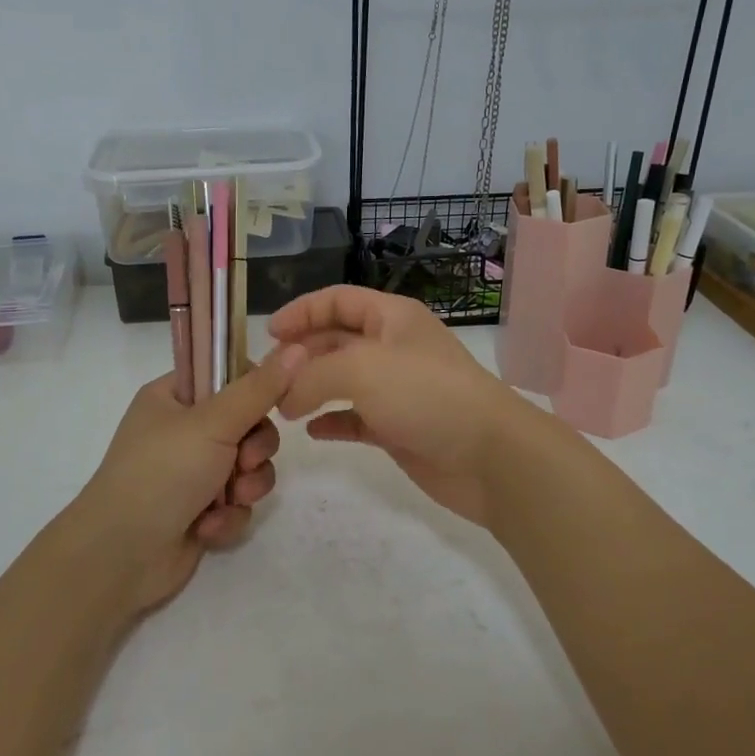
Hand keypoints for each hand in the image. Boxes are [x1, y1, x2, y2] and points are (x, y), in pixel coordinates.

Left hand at [75, 346, 305, 612]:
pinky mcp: (201, 510)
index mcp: (174, 396)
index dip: (256, 388)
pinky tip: (208, 527)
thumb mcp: (213, 422)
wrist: (120, 557)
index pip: (229, 374)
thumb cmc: (161, 473)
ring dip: (246, 485)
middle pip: (249, 423)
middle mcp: (183, 430)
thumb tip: (298, 347)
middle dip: (254, 448)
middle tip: (242, 462)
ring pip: (249, 467)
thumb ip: (259, 388)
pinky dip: (228, 516)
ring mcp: (192, 472)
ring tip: (228, 499)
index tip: (274, 402)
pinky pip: (238, 503)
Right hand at [268, 286, 532, 528]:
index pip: (338, 300)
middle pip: (335, 340)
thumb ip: (312, 374)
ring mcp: (396, 390)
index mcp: (391, 318)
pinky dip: (332, 421)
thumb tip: (285, 397)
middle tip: (267, 379)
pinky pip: (355, 419)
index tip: (268, 334)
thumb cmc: (425, 394)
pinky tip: (311, 431)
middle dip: (300, 354)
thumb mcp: (361, 369)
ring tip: (281, 406)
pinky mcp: (397, 428)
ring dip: (311, 389)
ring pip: (342, 381)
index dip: (302, 311)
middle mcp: (392, 348)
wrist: (487, 455)